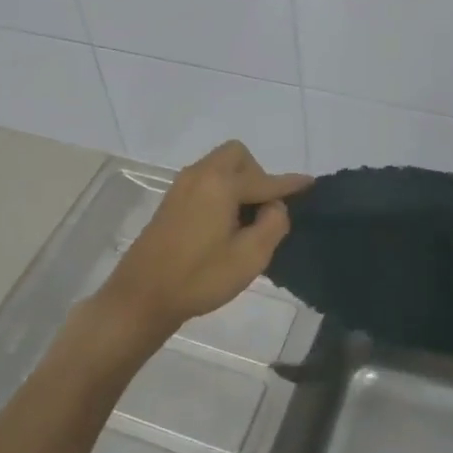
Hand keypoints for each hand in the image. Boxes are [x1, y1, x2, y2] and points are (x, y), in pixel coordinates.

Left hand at [87, 141, 310, 359]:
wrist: (142, 296)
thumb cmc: (199, 277)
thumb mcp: (249, 257)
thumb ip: (272, 224)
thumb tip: (275, 206)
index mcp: (220, 184)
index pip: (265, 179)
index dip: (290, 183)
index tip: (311, 183)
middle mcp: (200, 175)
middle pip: (237, 156)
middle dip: (257, 174)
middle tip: (264, 208)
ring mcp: (181, 187)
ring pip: (219, 167)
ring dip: (238, 182)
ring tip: (247, 220)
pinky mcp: (171, 202)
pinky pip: (206, 181)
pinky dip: (222, 190)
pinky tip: (225, 223)